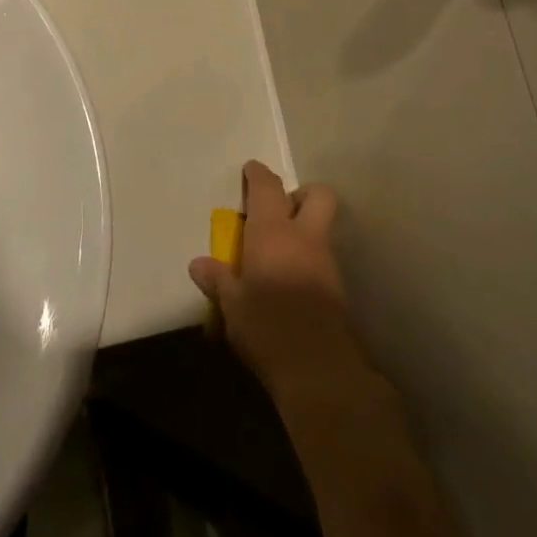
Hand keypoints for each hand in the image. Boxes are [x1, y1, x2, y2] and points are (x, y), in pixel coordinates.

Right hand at [190, 162, 366, 400]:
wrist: (318, 367)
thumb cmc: (266, 325)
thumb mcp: (231, 304)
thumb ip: (218, 279)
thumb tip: (198, 264)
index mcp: (273, 232)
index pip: (268, 188)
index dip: (258, 175)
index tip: (250, 169)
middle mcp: (305, 238)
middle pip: (318, 195)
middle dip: (301, 194)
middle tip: (279, 210)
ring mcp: (326, 262)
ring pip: (323, 228)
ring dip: (305, 230)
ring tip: (278, 252)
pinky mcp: (338, 289)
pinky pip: (323, 258)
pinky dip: (308, 259)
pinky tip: (290, 280)